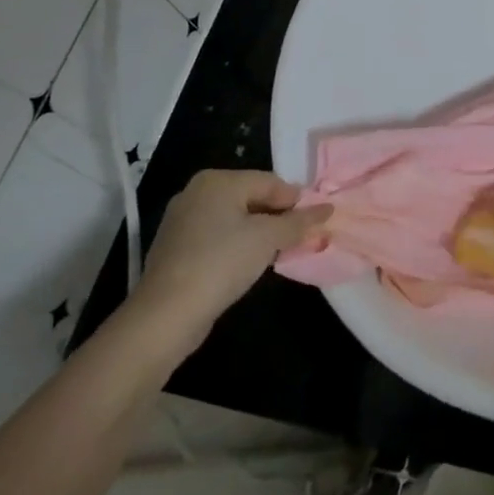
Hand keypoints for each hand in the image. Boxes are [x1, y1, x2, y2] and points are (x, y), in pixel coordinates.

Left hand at [130, 171, 329, 352]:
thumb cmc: (222, 262)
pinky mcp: (176, 247)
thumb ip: (299, 222)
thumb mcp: (269, 238)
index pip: (270, 182)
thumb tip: (328, 209)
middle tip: (299, 238)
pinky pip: (217, 236)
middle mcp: (197, 192)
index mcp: (218, 181)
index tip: (315, 223)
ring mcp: (182, 220)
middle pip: (252, 198)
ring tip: (278, 252)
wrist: (166, 313)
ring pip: (235, 219)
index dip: (296, 201)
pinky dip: (237, 245)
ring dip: (259, 233)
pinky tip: (248, 264)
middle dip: (278, 217)